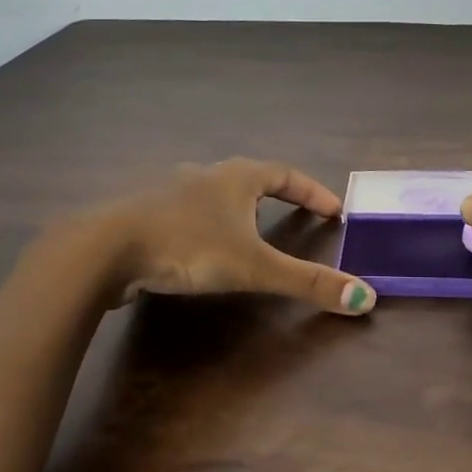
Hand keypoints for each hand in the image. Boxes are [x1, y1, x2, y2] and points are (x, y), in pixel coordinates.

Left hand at [92, 158, 376, 315]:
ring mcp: (170, 192)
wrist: (105, 249)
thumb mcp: (253, 267)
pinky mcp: (145, 214)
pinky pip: (186, 213)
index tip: (334, 210)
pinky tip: (199, 245)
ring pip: (213, 193)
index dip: (312, 191)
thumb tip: (366, 298)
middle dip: (276, 194)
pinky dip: (204, 224)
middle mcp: (204, 175)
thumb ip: (307, 282)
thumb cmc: (187, 247)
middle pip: (249, 177)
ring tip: (250, 229)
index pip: (286, 174)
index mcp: (236, 177)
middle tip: (296, 215)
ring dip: (236, 206)